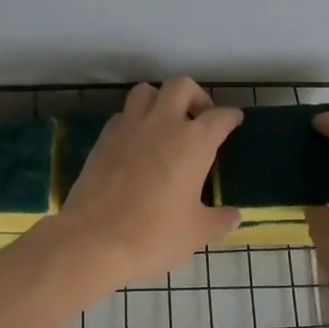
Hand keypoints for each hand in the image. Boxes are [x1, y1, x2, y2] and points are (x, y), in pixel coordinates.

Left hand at [52, 79, 242, 287]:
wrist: (94, 241)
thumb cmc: (154, 235)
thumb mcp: (196, 232)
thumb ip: (219, 220)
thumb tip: (234, 217)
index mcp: (193, 142)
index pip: (219, 117)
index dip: (230, 117)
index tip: (233, 121)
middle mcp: (162, 124)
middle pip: (181, 86)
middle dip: (195, 96)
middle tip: (198, 119)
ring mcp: (128, 127)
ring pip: (146, 92)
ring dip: (159, 100)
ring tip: (165, 124)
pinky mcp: (103, 139)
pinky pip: (122, 115)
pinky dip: (133, 120)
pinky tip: (137, 143)